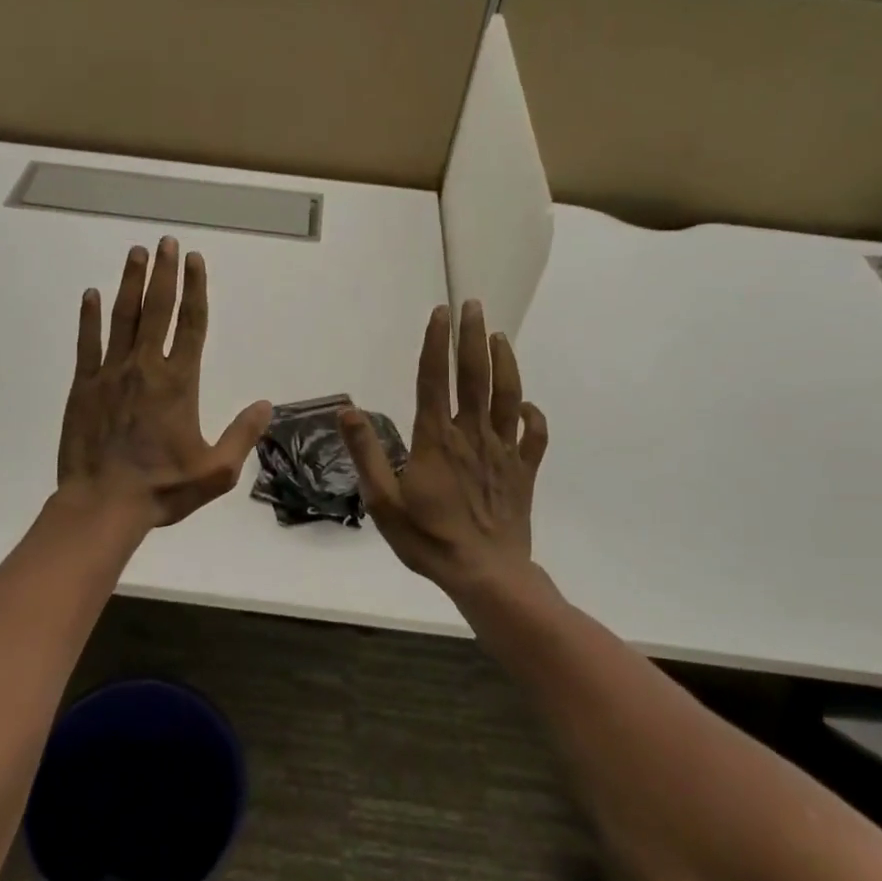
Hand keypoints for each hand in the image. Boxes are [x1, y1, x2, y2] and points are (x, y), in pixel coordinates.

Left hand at [57, 237, 273, 529]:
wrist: (103, 504)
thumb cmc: (163, 488)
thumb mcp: (216, 471)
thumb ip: (243, 435)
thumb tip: (266, 405)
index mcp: (179, 383)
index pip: (191, 325)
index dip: (196, 289)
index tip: (196, 260)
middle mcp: (146, 368)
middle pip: (158, 310)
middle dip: (165, 273)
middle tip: (167, 242)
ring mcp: (111, 373)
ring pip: (123, 318)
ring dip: (131, 283)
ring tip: (136, 254)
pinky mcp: (83, 385)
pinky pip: (87, 343)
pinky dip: (89, 317)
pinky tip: (91, 294)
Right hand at [339, 300, 547, 595]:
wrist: (486, 574)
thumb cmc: (429, 539)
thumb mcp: (383, 501)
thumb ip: (366, 453)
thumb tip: (347, 410)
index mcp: (436, 439)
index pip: (435, 379)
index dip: (436, 343)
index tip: (440, 312)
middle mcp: (472, 435)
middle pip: (474, 376)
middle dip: (472, 337)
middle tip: (473, 305)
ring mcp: (503, 452)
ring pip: (508, 396)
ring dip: (504, 363)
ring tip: (499, 336)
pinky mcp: (524, 471)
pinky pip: (534, 435)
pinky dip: (532, 415)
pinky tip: (525, 404)